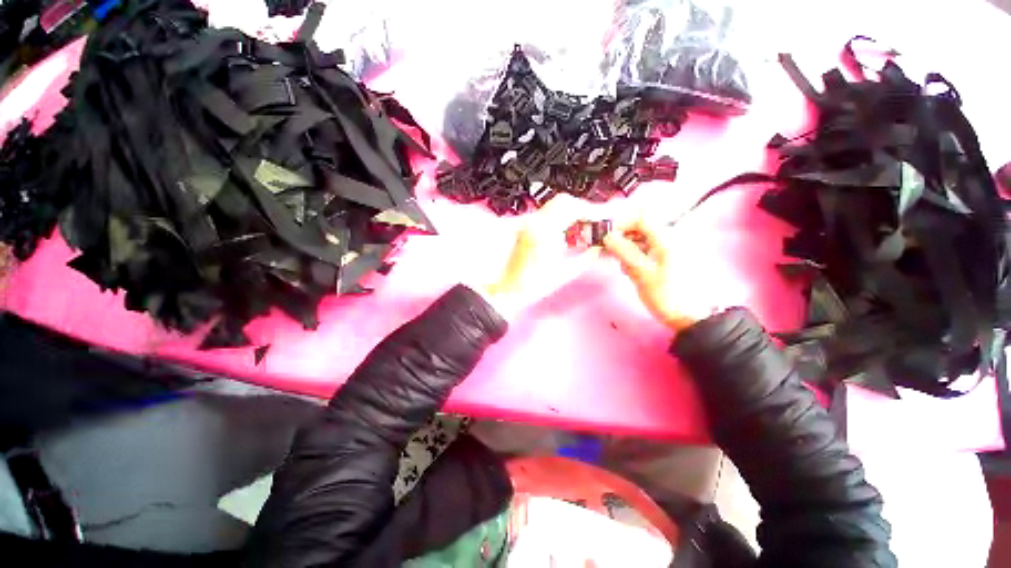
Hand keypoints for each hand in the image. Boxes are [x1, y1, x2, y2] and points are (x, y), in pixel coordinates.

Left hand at [482, 194, 596, 314]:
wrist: (506, 290)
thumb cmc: (531, 287)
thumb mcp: (564, 274)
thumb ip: (586, 257)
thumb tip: (599, 247)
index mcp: (544, 233)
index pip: (573, 208)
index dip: (592, 211)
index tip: (603, 219)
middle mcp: (534, 223)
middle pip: (564, 201)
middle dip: (583, 209)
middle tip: (595, 223)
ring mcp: (527, 224)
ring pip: (555, 206)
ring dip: (572, 213)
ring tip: (583, 228)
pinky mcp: (525, 228)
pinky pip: (547, 215)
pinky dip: (561, 218)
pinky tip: (567, 232)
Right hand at [602, 219, 709, 331]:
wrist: (691, 316)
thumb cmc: (666, 294)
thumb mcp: (641, 272)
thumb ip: (623, 251)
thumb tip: (607, 236)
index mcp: (665, 237)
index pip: (640, 216)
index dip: (620, 223)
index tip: (606, 237)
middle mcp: (667, 237)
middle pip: (639, 227)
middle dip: (621, 237)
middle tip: (609, 253)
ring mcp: (667, 248)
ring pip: (640, 239)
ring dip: (626, 248)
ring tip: (623, 267)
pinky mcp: (665, 258)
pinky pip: (645, 249)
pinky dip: (634, 256)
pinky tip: (630, 271)